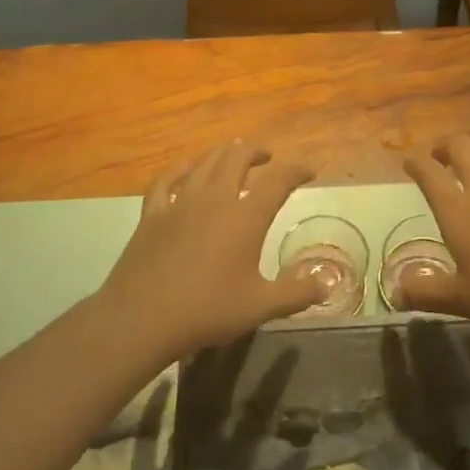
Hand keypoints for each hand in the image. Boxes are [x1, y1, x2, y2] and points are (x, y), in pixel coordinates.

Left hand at [96, 141, 325, 362]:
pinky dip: (181, 169)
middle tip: (268, 157)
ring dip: (223, 153)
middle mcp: (214, 199)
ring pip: (204, 163)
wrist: (142, 318)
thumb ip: (296, 293)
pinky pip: (167, 180)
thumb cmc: (207, 311)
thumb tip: (327, 284)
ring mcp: (179, 203)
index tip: (309, 170)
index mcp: (245, 217)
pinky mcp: (152, 214)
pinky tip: (186, 168)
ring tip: (233, 152)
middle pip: (237, 158)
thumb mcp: (260, 307)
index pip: (278, 180)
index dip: (296, 170)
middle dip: (256, 152)